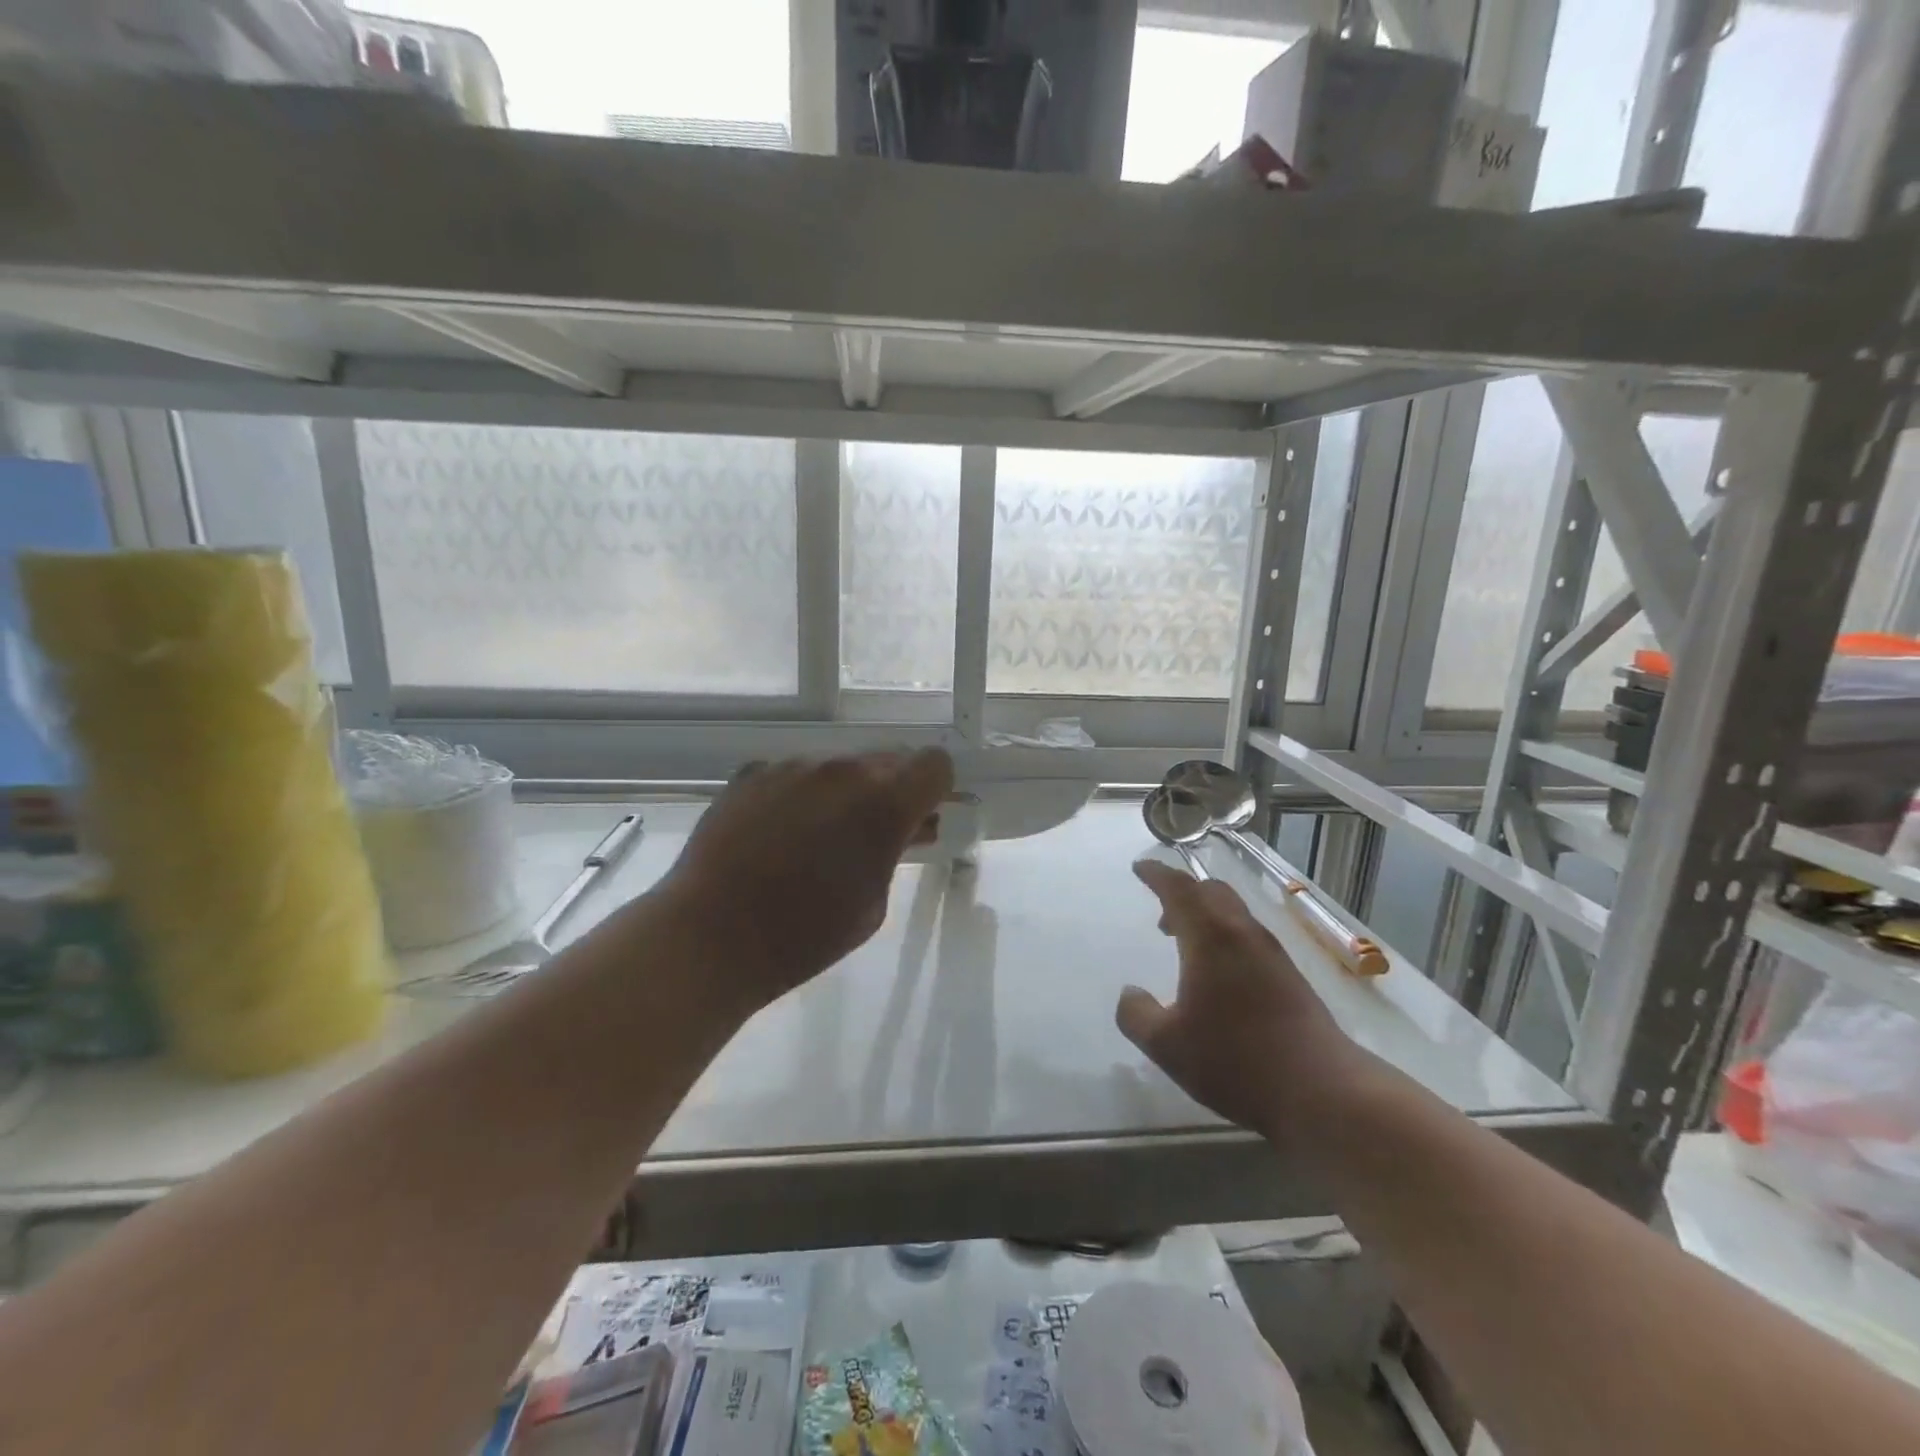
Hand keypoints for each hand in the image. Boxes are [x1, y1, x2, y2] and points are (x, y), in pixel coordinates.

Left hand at [656, 750, 953, 1015]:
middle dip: (891, 789)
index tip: (922, 816)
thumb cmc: (805, 935)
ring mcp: (793, 767)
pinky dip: (801, 794)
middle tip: (874, 832)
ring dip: (845, 791)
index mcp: (883, 803)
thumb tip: (905, 827)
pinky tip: (778, 833)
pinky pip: (796, 773)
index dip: (935, 789)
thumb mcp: (873, 903)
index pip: (934, 764)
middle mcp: (842, 770)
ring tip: (818, 837)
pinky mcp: (752, 773)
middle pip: (888, 759)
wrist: (710, 936)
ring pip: (840, 765)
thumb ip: (896, 851)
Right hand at [1119, 860, 1358, 1141]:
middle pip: (1211, 892)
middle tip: (1162, 915)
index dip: (1157, 874)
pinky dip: (1226, 937)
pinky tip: (1220, 974)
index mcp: (1210, 937)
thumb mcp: (1166, 1045)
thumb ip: (1136, 1014)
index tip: (1140, 867)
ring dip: (1206, 916)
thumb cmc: (1235, 1060)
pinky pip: (1249, 936)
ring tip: (1186, 945)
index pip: (1179, 889)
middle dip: (1183, 893)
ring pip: (1234, 913)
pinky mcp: (1291, 976)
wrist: (1321, 1091)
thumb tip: (1130, 993)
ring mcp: (1272, 954)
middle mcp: (1242, 934)